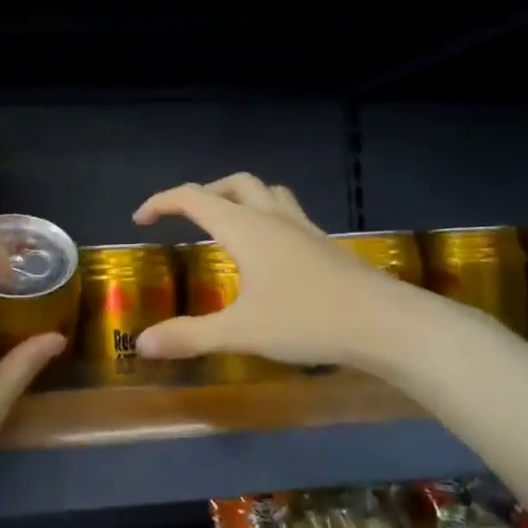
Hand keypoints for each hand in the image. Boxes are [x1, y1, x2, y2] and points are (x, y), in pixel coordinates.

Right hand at [132, 173, 401, 366]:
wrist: (386, 324)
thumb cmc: (308, 320)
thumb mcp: (240, 332)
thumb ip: (189, 336)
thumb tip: (142, 344)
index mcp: (246, 228)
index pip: (193, 198)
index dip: (162, 202)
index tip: (140, 220)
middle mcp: (274, 218)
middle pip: (234, 184)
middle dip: (203, 193)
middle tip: (184, 219)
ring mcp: (304, 229)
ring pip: (267, 193)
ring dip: (239, 198)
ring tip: (226, 225)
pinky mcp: (325, 246)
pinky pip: (287, 214)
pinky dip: (265, 218)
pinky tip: (268, 254)